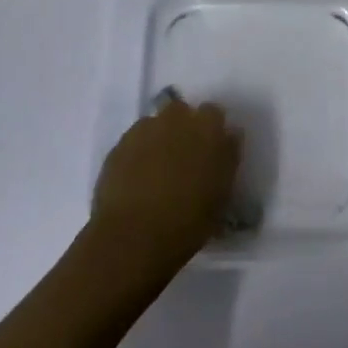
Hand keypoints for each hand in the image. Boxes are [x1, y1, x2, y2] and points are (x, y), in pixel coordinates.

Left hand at [91, 95, 241, 270]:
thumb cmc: (188, 222)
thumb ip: (226, 160)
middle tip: (184, 157)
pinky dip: (138, 152)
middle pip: (183, 112)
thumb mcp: (222, 195)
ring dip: (160, 138)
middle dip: (184, 127)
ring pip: (156, 124)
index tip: (211, 152)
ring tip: (157, 169)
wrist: (133, 236)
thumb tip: (227, 139)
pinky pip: (135, 140)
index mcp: (209, 129)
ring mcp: (146, 129)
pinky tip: (136, 177)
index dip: (212, 132)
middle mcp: (177, 119)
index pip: (216, 115)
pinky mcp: (120, 144)